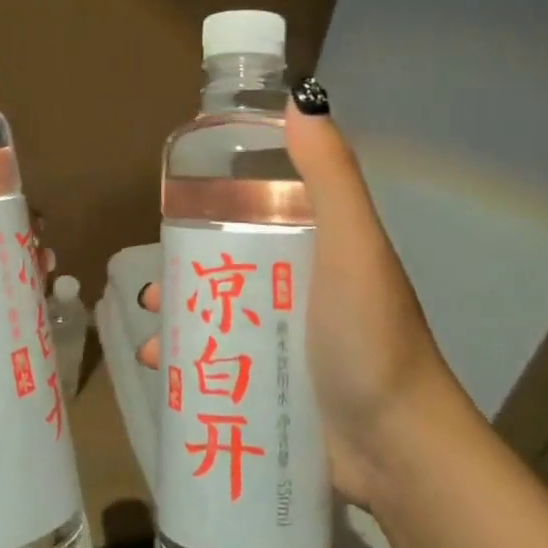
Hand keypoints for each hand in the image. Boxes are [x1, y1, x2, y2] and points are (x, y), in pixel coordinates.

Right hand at [136, 88, 463, 503]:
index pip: (261, 206)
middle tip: (152, 279)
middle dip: (187, 266)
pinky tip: (161, 366)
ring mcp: (288, 338)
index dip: (218, 197)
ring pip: (220, 310)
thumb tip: (301, 96)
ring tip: (149, 319)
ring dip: (181, 311)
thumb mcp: (351, 245)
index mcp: (319, 245)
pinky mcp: (275, 383)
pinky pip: (221, 358)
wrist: (399, 451)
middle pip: (230, 262)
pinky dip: (188, 358)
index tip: (176, 199)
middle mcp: (302, 286)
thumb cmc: (369, 337)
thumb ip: (329, 174)